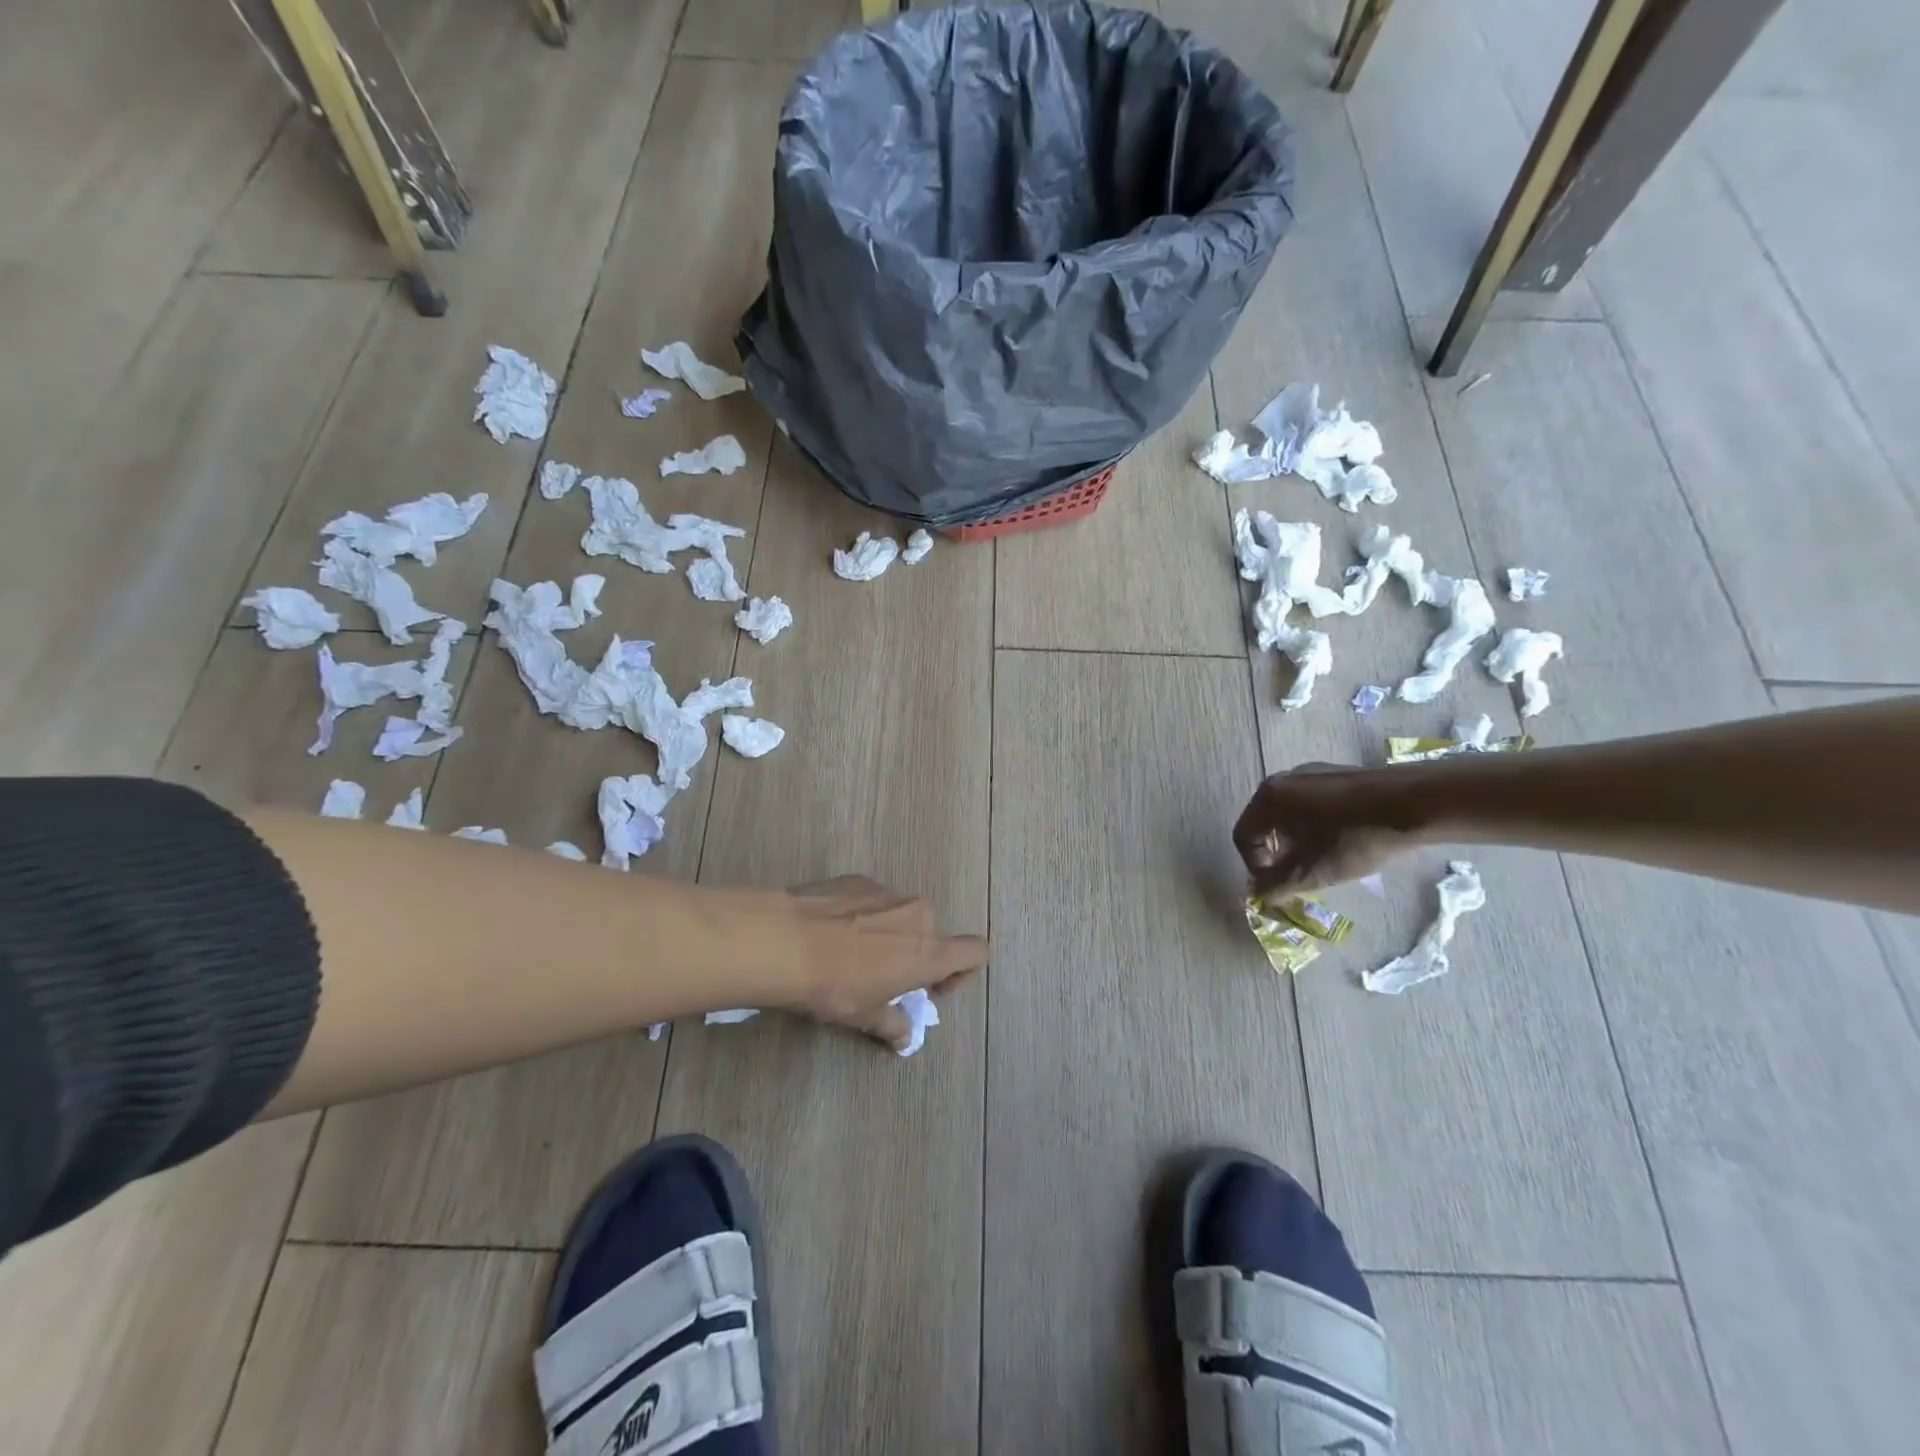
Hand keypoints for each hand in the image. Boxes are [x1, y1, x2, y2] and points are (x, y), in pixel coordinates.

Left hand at [778, 876, 986, 1051]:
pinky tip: (830, 932)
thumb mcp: (863, 1016)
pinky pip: (872, 900)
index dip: (961, 971)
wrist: (784, 941)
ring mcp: (888, 891)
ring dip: (888, 933)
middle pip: (931, 934)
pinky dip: (862, 915)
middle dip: (914, 954)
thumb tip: (904, 1039)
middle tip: (881, 976)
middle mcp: (917, 914)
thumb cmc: (834, 986)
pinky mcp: (858, 879)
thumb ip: (891, 1025)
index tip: (930, 988)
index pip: (975, 951)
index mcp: (929, 951)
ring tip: (849, 953)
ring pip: (901, 915)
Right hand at [1233, 763, 1415, 896]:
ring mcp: (1311, 773)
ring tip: (1324, 861)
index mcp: (1268, 798)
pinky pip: (1313, 804)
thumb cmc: (1354, 838)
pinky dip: (1316, 826)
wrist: (1414, 804)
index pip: (1244, 837)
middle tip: (1300, 876)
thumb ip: (1275, 886)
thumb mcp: (1312, 871)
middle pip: (1265, 824)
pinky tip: (1345, 840)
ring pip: (1290, 814)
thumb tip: (1258, 893)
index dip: (1255, 867)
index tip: (1280, 885)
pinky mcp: (1338, 774)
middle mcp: (1283, 779)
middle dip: (1277, 855)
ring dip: (1297, 842)